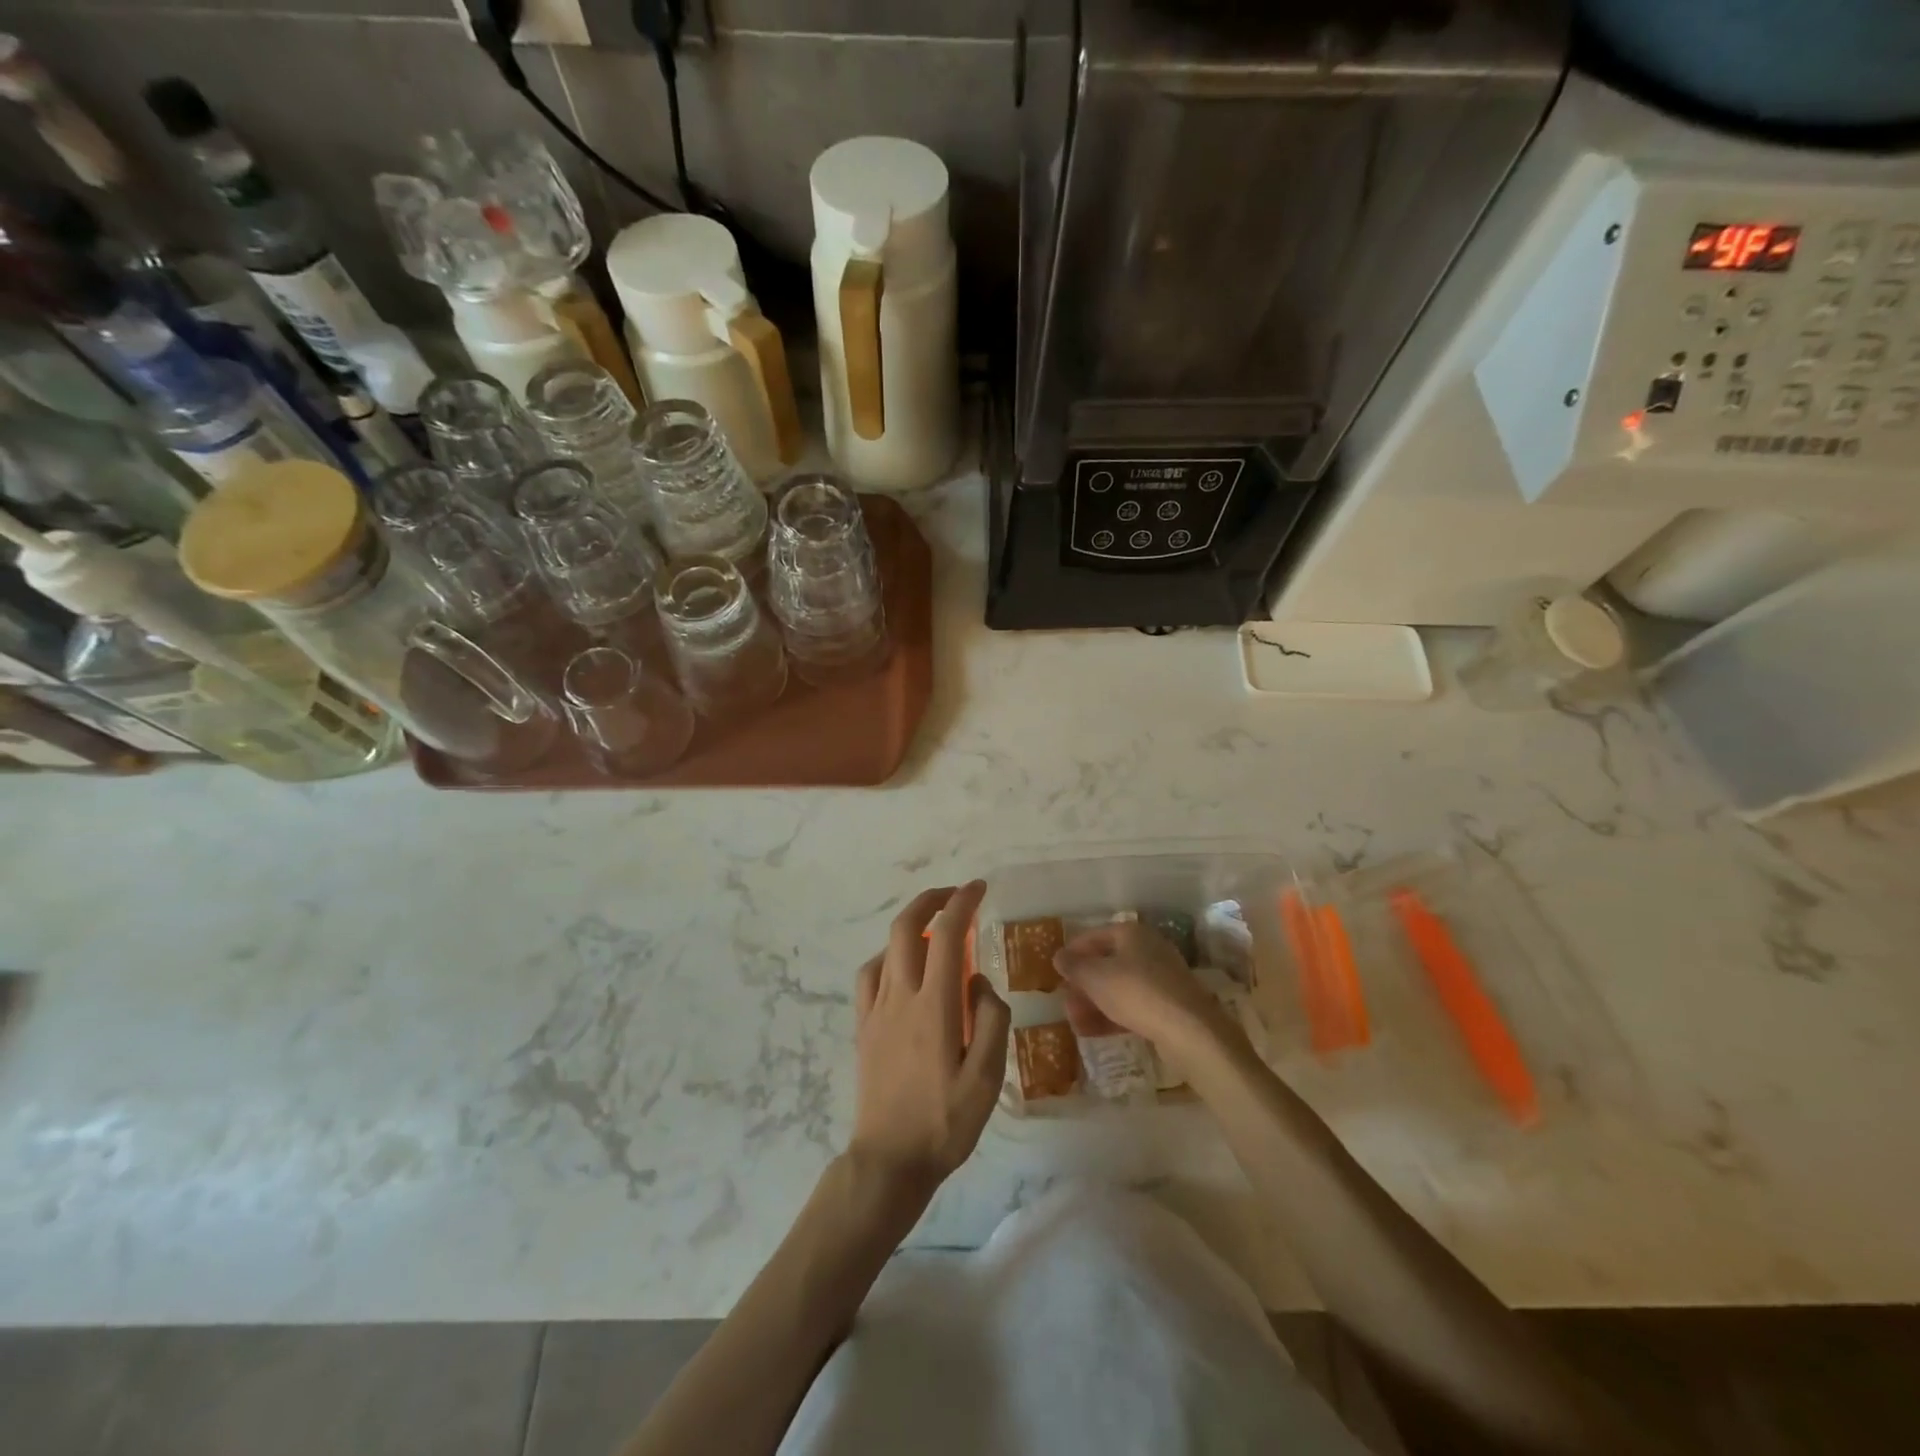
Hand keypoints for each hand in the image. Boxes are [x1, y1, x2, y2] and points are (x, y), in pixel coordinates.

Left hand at [849, 882, 1009, 1201]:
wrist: (889, 1160)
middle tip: (956, 895)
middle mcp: (900, 996)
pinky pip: (869, 975)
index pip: (947, 934)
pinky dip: (887, 957)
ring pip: (887, 947)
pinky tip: (901, 969)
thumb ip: (990, 1020)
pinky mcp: (863, 1026)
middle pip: (907, 927)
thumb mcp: (987, 1078)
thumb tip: (979, 980)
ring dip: (910, 924)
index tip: (978, 888)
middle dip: (931, 900)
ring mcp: (876, 1009)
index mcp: (934, 1005)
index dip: (962, 902)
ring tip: (934, 929)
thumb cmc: (945, 1122)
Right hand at [1053, 921, 1237, 1059]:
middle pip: (1106, 963)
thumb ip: (1074, 966)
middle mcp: (1148, 950)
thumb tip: (1059, 956)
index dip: (1072, 951)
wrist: (1189, 1030)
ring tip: (1074, 1023)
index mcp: (1131, 933)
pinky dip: (1112, 1016)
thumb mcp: (1095, 977)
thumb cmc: (1136, 992)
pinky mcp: (1168, 1005)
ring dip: (1094, 1004)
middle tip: (1064, 1003)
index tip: (1056, 969)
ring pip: (1118, 987)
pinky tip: (1092, 1032)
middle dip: (1082, 984)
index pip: (1094, 936)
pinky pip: (1132, 1006)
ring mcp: (1161, 978)